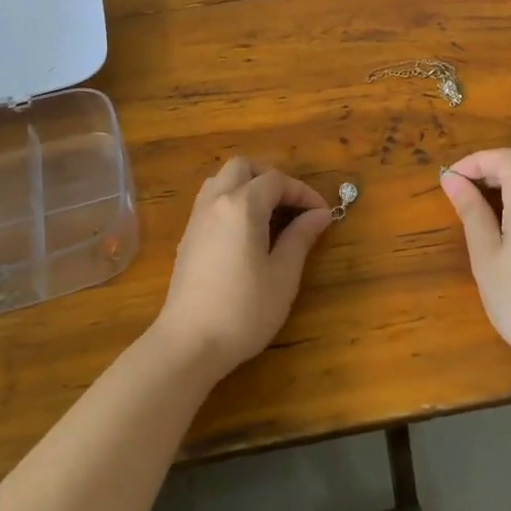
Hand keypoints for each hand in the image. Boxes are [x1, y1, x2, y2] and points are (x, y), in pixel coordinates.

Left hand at [152, 157, 335, 378]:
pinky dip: (231, 200)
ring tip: (269, 214)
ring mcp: (197, 217)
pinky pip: (211, 199)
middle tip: (292, 206)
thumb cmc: (244, 310)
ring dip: (248, 185)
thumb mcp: (283, 275)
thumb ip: (301, 237)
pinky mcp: (188, 236)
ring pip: (222, 179)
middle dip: (271, 178)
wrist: (189, 343)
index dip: (303, 192)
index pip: (277, 180)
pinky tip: (245, 232)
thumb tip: (320, 214)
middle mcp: (216, 201)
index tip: (322, 213)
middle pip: (243, 167)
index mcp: (242, 205)